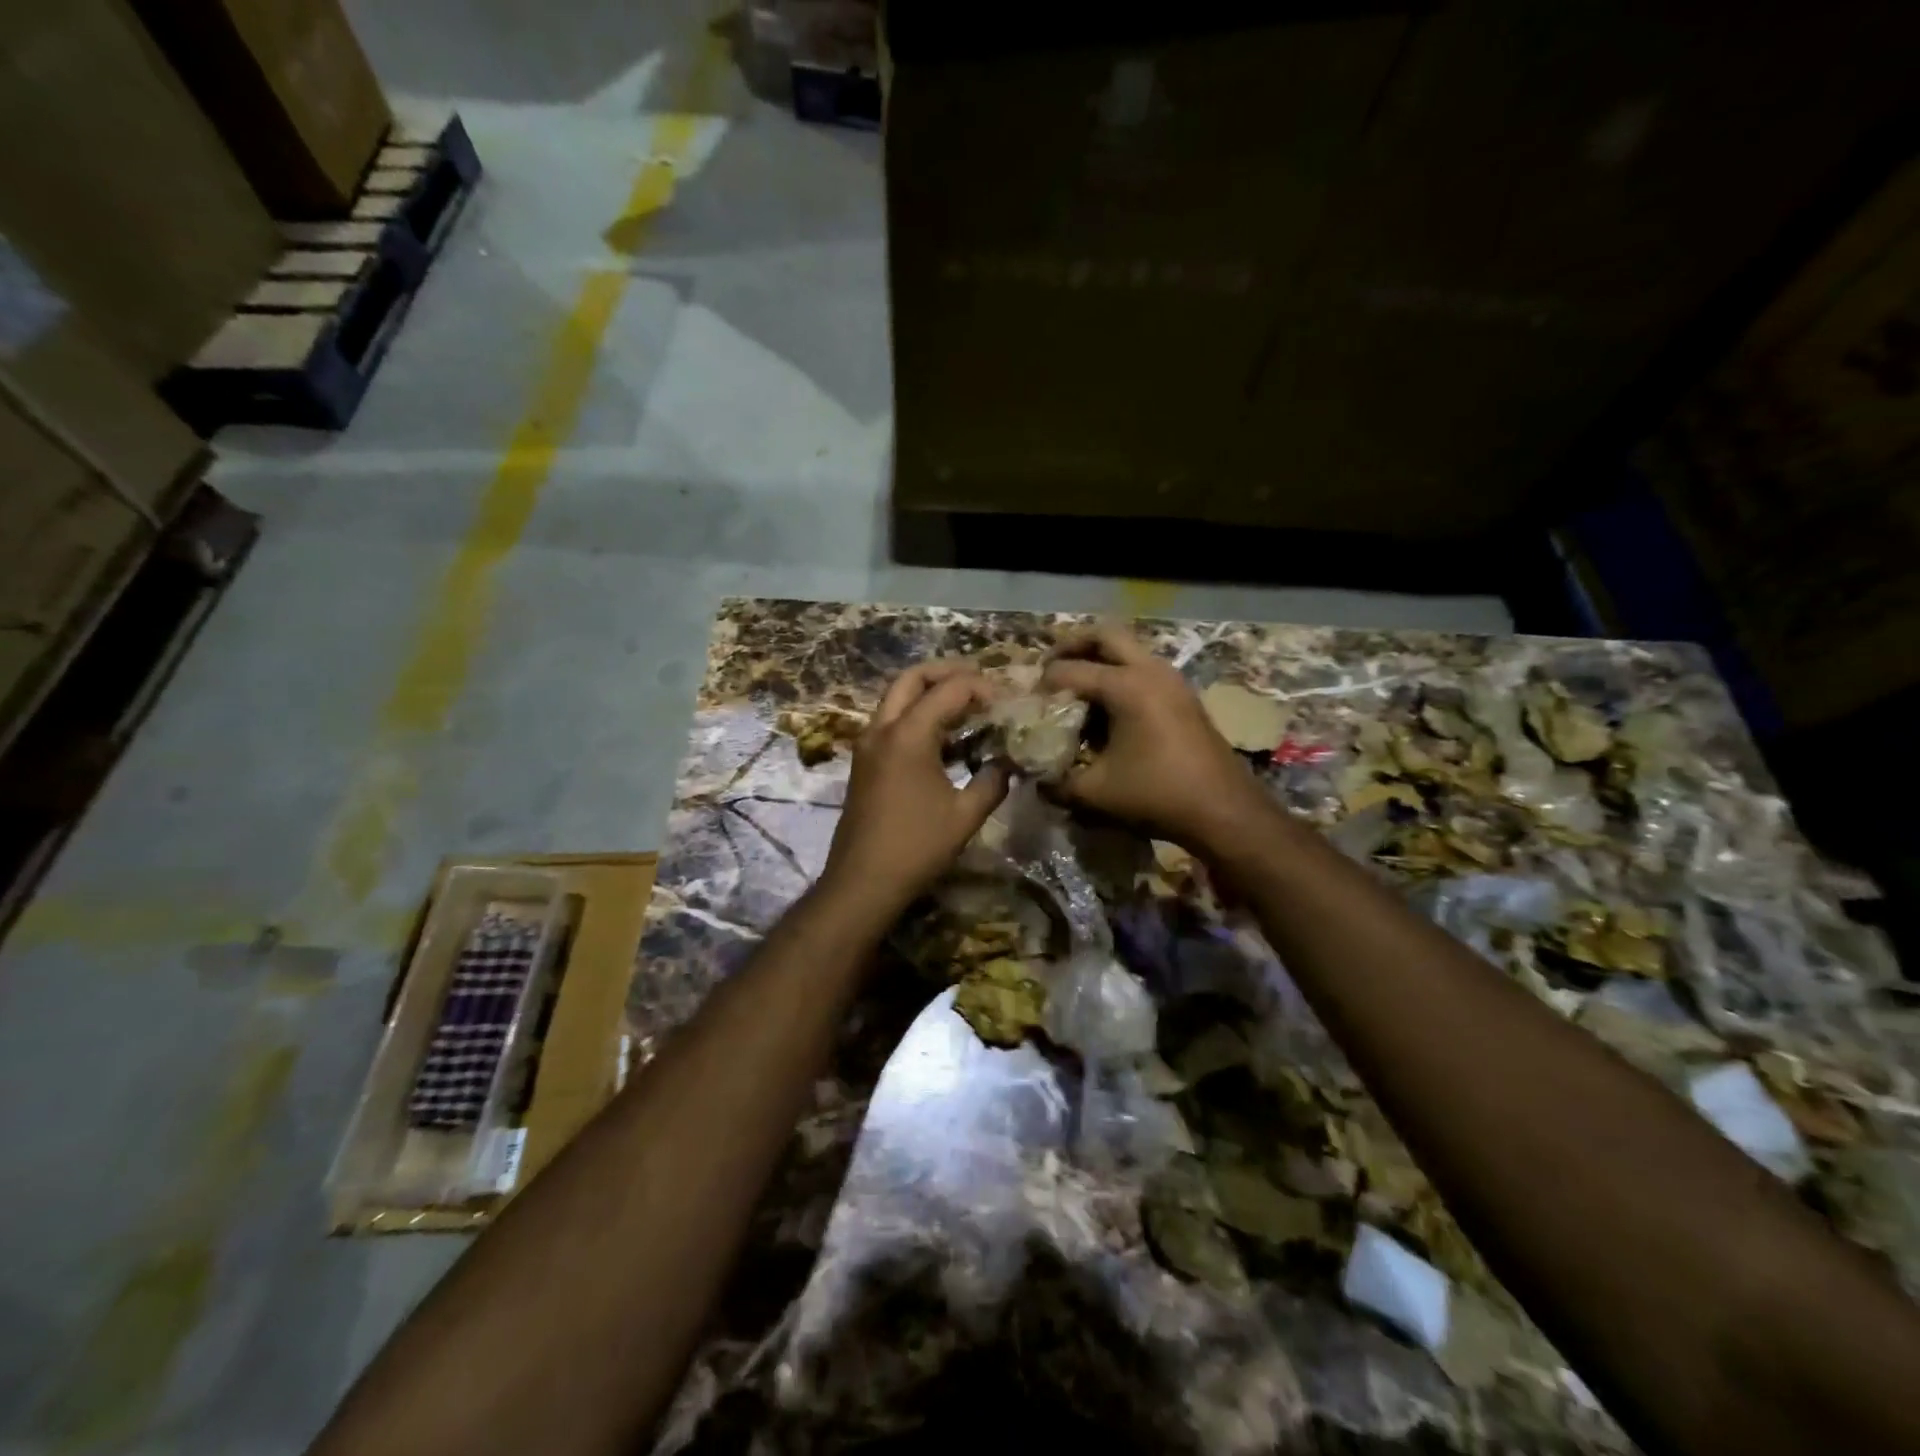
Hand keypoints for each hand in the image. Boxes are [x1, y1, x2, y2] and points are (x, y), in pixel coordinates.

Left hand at [820, 661, 1010, 921]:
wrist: (862, 881)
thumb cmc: (916, 847)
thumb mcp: (966, 815)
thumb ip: (993, 781)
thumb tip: (1008, 763)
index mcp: (908, 735)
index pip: (949, 689)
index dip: (982, 688)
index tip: (1006, 702)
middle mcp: (882, 729)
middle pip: (912, 678)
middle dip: (946, 672)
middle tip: (979, 682)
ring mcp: (868, 744)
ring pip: (896, 697)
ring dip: (929, 692)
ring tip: (965, 705)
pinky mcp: (864, 761)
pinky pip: (891, 720)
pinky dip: (916, 714)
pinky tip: (944, 736)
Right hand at [1042, 626, 1268, 852]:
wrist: (1224, 810)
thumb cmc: (1157, 796)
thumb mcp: (1095, 793)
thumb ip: (1056, 782)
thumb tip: (1035, 779)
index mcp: (1126, 686)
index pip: (1069, 670)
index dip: (1043, 685)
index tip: (1028, 704)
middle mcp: (1150, 670)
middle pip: (1104, 636)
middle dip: (1072, 646)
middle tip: (1050, 669)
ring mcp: (1172, 679)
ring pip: (1128, 649)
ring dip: (1098, 659)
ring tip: (1076, 689)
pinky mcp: (1183, 695)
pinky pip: (1143, 668)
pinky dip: (1119, 675)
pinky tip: (1107, 710)